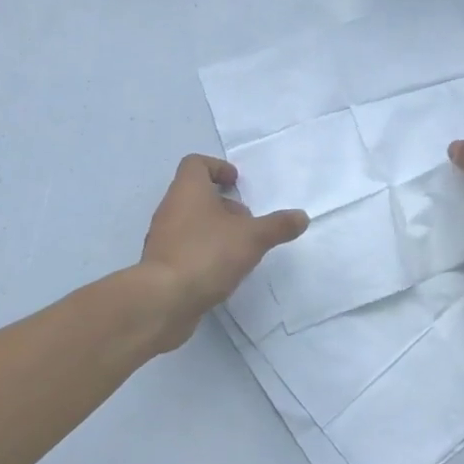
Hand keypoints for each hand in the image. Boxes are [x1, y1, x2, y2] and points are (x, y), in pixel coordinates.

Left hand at [136, 155, 307, 346]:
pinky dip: (204, 251)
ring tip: (240, 248)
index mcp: (188, 190)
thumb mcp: (252, 237)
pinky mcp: (161, 264)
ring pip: (191, 222)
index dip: (217, 167)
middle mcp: (171, 207)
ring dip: (215, 229)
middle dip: (223, 203)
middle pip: (195, 194)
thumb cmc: (207, 254)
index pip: (196, 163)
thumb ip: (278, 226)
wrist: (164, 300)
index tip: (236, 182)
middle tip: (246, 220)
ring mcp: (163, 237)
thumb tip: (302, 216)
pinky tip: (223, 271)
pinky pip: (185, 247)